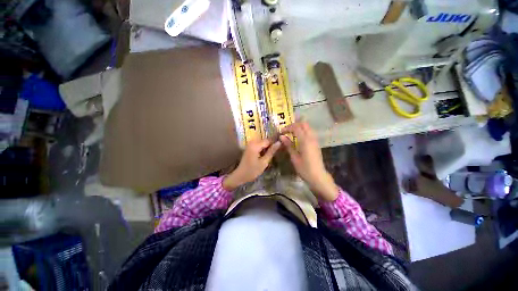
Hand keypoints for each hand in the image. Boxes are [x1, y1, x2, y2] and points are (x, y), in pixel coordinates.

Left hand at [223, 139, 280, 190]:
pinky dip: (263, 149)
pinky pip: (259, 145)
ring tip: (273, 153)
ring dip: (267, 147)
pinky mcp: (249, 147)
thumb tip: (279, 143)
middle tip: (278, 151)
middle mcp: (252, 142)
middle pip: (265, 140)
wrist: (240, 175)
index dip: (275, 142)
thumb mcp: (264, 162)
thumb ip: (271, 151)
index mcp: (255, 145)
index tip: (282, 146)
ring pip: (262, 143)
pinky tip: (266, 154)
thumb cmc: (252, 170)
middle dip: (271, 145)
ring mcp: (250, 144)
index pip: (269, 140)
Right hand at [280, 122, 338, 200]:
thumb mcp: (294, 157)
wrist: (318, 176)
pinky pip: (310, 132)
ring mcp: (315, 140)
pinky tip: (298, 137)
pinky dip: (303, 131)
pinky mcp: (316, 144)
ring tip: (291, 132)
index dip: (288, 128)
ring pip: (308, 127)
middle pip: (304, 124)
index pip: (296, 127)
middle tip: (286, 130)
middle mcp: (311, 138)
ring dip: (299, 127)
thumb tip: (281, 136)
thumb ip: (288, 145)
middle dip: (294, 125)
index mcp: (305, 141)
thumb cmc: (304, 169)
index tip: (281, 132)